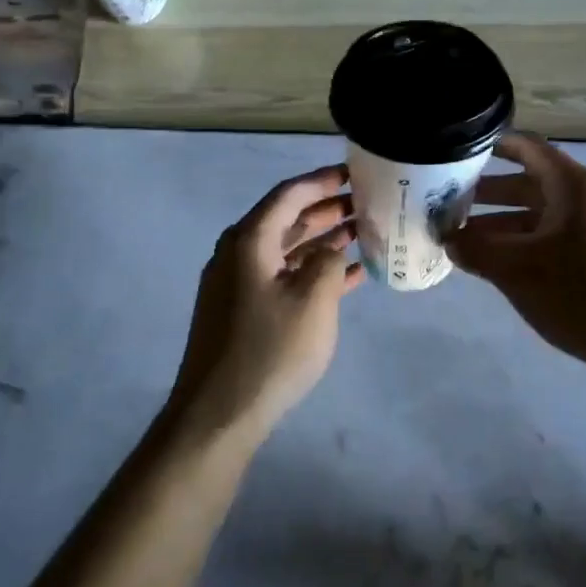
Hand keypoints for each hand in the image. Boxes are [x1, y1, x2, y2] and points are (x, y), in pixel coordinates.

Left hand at [170, 165, 363, 440]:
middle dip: (327, 209)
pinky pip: (281, 277)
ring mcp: (237, 283)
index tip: (354, 173)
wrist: (218, 413)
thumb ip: (328, 262)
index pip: (289, 194)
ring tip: (363, 234)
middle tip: (366, 203)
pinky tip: (347, 277)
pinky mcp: (241, 310)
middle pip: (287, 219)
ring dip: (322, 240)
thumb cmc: (270, 351)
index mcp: (250, 240)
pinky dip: (311, 272)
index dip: (323, 181)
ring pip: (286, 249)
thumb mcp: (313, 301)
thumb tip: (332, 247)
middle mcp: (238, 253)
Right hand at [448, 133, 585, 368]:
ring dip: (502, 223)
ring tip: (464, 240)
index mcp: (573, 186)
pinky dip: (523, 243)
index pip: (527, 147)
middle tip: (448, 203)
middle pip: (530, 183)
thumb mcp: (516, 270)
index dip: (493, 145)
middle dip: (487, 192)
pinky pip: (553, 238)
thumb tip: (448, 239)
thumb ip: (475, 249)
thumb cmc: (579, 293)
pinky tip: (497, 265)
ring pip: (539, 215)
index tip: (458, 151)